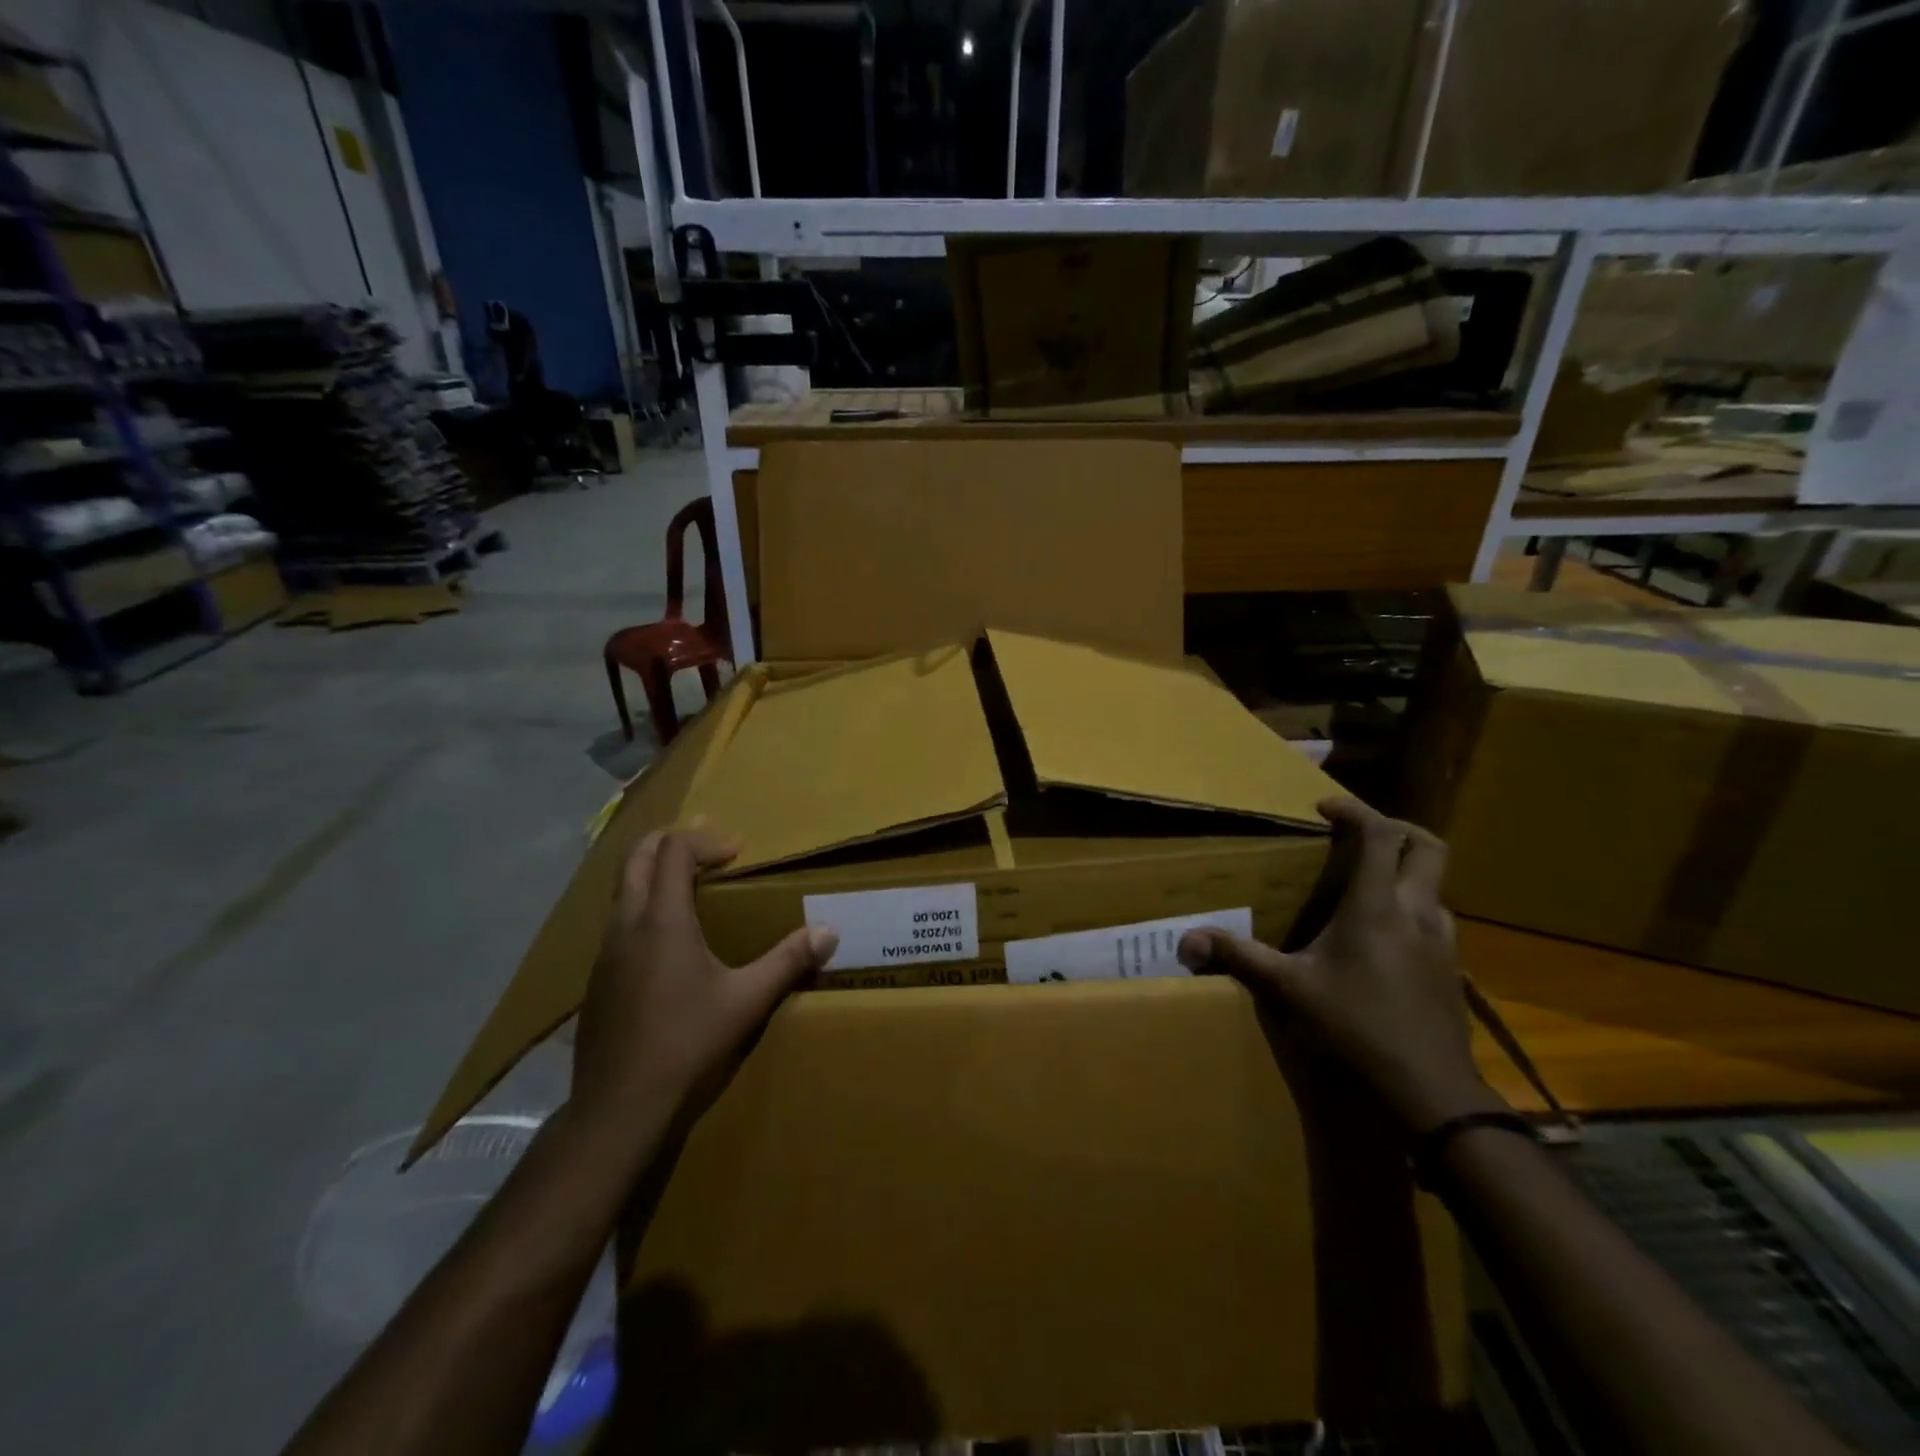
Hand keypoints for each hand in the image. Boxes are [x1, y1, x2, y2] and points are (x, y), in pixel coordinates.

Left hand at [571, 830, 838, 1140]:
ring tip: (690, 890)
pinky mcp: (596, 980)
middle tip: (707, 850)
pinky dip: (643, 910)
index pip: (673, 851)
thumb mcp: (747, 1000)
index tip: (736, 852)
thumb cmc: (687, 1043)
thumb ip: (788, 961)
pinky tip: (668, 945)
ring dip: (652, 876)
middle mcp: (626, 925)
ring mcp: (604, 953)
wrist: (619, 1105)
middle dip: (669, 842)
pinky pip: (618, 924)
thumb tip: (829, 932)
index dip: (704, 840)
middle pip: (635, 858)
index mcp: (662, 920)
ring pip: (622, 891)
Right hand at [1178, 797, 1503, 1134]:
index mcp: (1378, 907)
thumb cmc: (1356, 1028)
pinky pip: (1435, 919)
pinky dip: (1412, 909)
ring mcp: (1443, 943)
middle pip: (1427, 847)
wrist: (1431, 1093)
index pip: (1380, 835)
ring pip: (1436, 886)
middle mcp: (1418, 913)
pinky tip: (1385, 938)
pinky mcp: (1452, 971)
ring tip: (1367, 885)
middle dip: (1394, 828)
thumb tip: (1184, 942)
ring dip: (1405, 872)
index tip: (1323, 808)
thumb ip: (1238, 958)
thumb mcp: (1288, 991)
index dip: (1355, 810)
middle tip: (1356, 833)